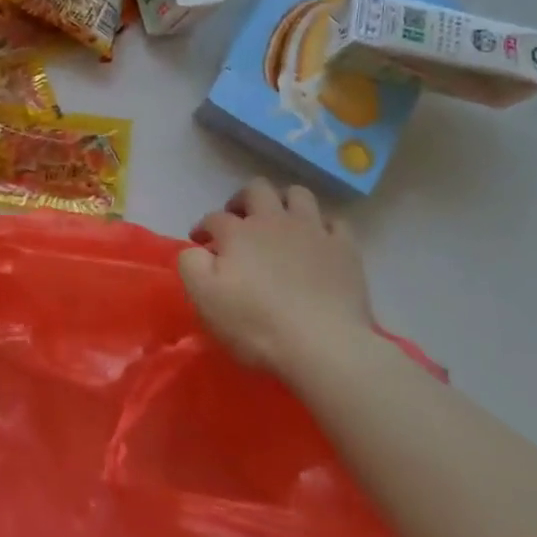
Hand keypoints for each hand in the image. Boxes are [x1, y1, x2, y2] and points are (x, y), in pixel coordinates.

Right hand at [179, 178, 374, 378]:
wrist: (324, 346)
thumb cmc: (257, 324)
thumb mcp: (205, 298)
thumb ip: (191, 264)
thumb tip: (196, 249)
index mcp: (238, 232)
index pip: (214, 218)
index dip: (204, 228)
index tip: (201, 244)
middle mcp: (274, 220)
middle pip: (256, 190)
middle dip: (242, 200)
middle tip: (238, 222)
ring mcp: (313, 231)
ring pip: (298, 194)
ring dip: (284, 202)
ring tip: (279, 223)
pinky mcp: (344, 249)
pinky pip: (334, 222)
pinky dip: (322, 227)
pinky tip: (317, 242)